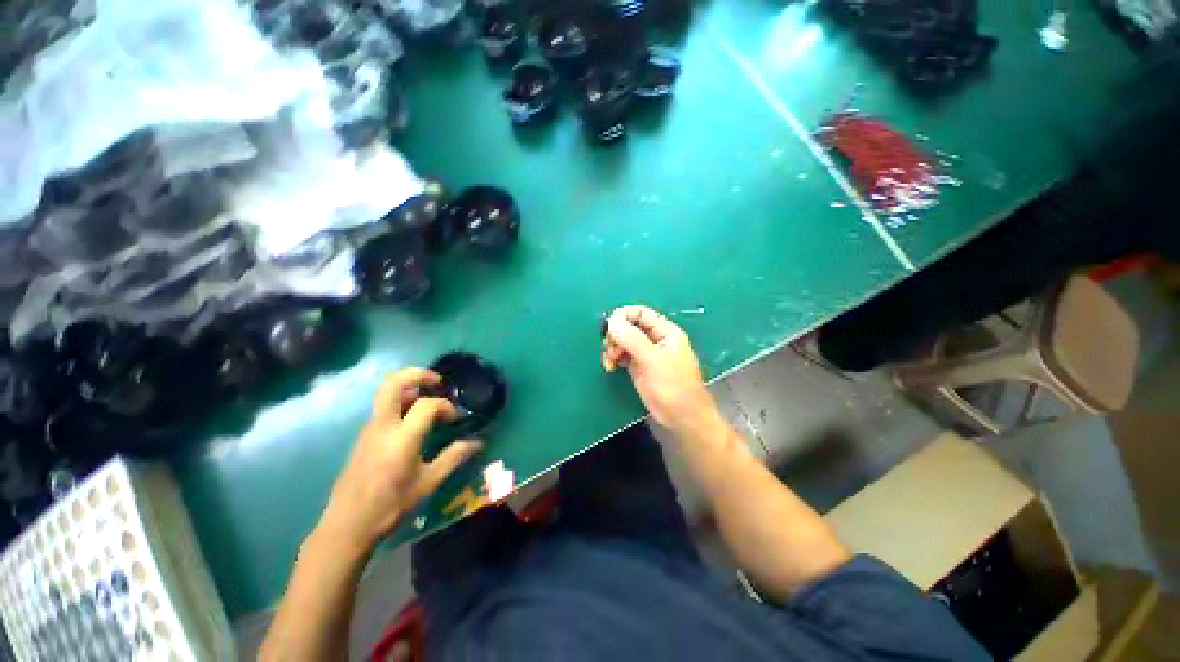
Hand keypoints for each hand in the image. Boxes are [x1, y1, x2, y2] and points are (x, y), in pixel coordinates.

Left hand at [317, 368, 481, 555]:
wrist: (347, 525)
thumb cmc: (390, 505)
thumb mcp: (428, 483)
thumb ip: (454, 457)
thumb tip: (478, 442)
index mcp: (401, 437)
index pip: (426, 405)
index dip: (445, 406)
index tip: (455, 418)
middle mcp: (382, 426)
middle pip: (393, 383)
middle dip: (417, 374)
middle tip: (437, 381)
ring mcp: (369, 429)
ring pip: (386, 393)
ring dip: (409, 388)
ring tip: (429, 398)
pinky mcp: (364, 436)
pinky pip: (383, 408)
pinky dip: (401, 401)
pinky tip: (414, 419)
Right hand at [602, 305, 721, 436]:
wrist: (682, 420)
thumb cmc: (673, 388)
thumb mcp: (653, 361)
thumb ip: (632, 339)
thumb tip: (611, 321)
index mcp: (665, 331)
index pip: (639, 313)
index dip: (622, 317)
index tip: (608, 331)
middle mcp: (655, 339)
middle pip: (628, 326)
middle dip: (615, 336)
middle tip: (611, 352)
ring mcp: (647, 354)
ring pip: (623, 341)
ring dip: (612, 348)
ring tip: (610, 363)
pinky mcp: (640, 367)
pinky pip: (623, 355)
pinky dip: (614, 358)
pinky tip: (611, 368)